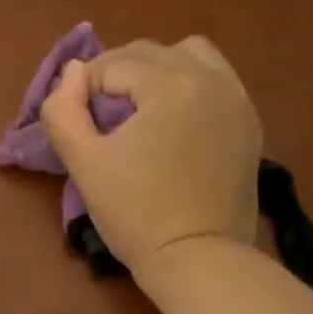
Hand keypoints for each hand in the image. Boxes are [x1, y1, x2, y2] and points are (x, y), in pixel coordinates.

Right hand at [40, 36, 261, 275]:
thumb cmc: (136, 215)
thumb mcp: (85, 165)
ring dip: (157, 72)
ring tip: (140, 110)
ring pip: (189, 56)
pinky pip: (216, 81)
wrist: (197, 260)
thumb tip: (73, 72)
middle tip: (99, 117)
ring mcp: (236, 99)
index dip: (85, 90)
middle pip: (151, 53)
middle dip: (118, 76)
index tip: (77, 124)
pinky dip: (189, 87)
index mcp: (171, 85)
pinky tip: (173, 121)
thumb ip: (63, 112)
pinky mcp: (248, 124)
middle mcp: (211, 78)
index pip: (114, 64)